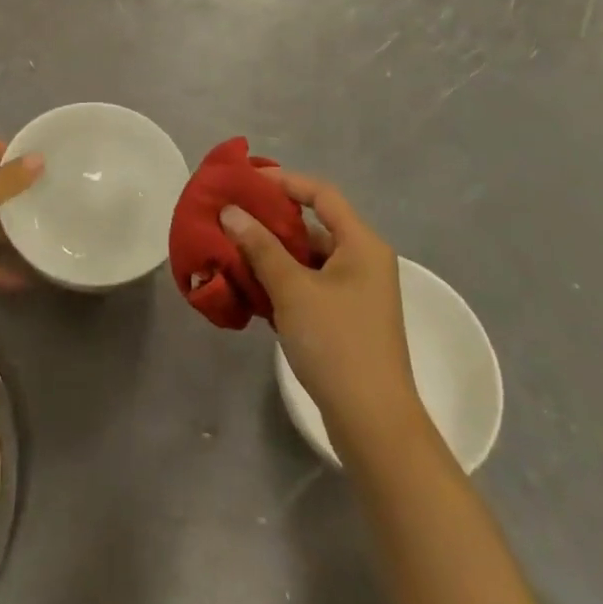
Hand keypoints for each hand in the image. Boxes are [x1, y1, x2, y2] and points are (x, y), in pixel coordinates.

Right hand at [221, 170, 424, 458]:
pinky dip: (282, 281)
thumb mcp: (292, 289)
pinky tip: (250, 287)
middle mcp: (363, 261)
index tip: (247, 181)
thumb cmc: (336, 343)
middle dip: (271, 221)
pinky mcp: (345, 319)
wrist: (372, 422)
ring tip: (231, 250)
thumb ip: (260, 246)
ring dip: (272, 254)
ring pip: (308, 259)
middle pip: (313, 226)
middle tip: (231, 216)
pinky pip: (309, 285)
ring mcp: (356, 292)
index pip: (321, 194)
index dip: (285, 181)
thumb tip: (230, 211)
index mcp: (361, 244)